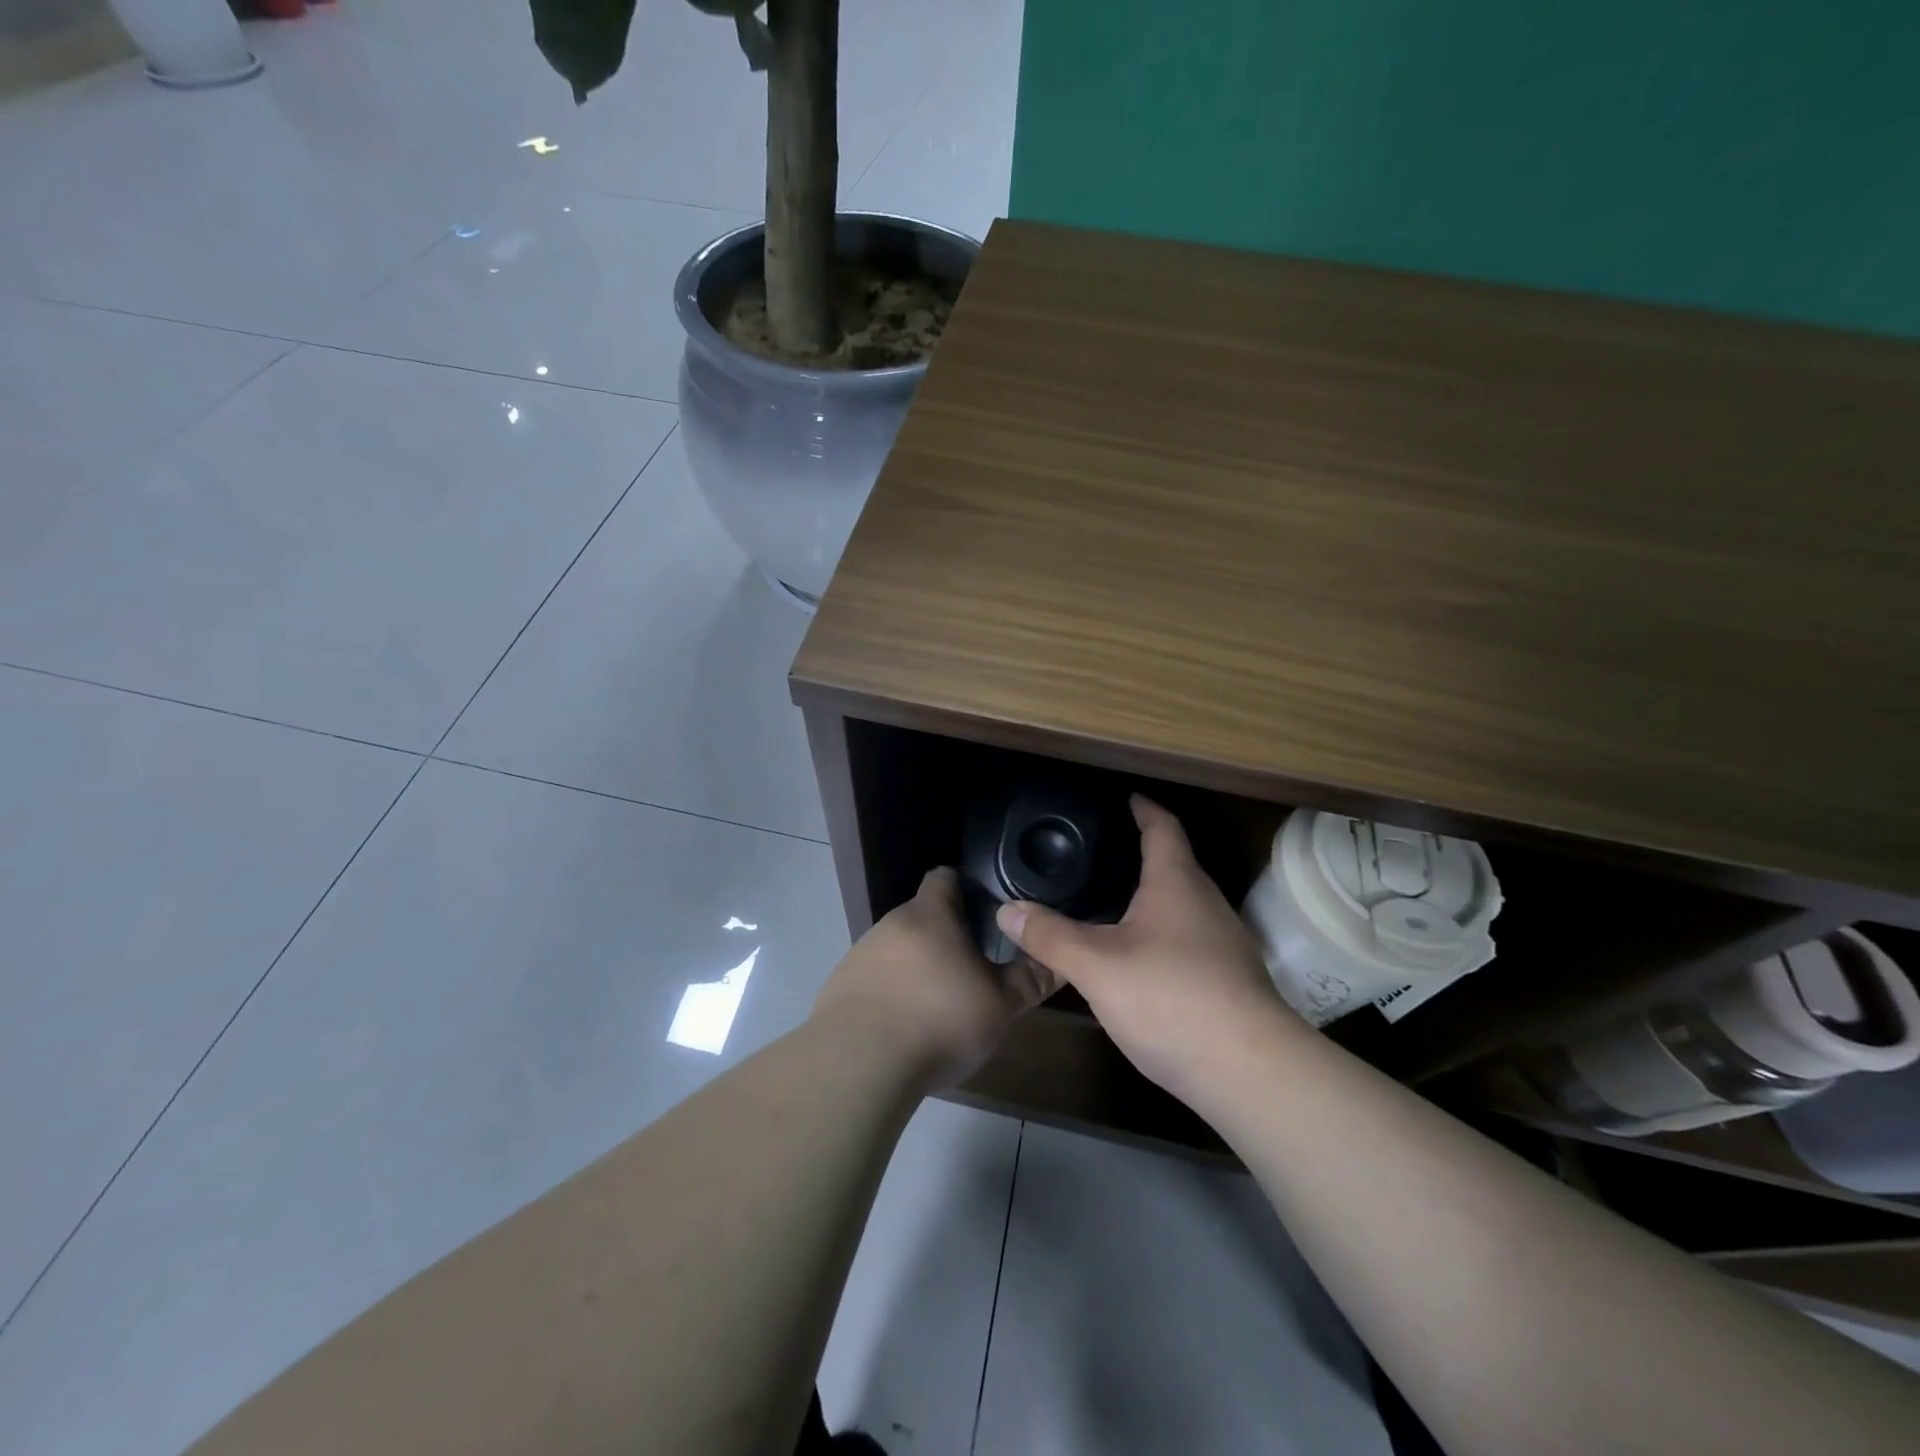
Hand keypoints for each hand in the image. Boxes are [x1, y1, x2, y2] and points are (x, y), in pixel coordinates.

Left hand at [812, 867, 1057, 1090]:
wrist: (858, 1064)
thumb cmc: (939, 1020)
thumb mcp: (999, 1005)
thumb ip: (1030, 979)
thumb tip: (1059, 961)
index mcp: (930, 914)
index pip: (946, 877)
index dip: (967, 887)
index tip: (988, 910)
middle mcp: (890, 923)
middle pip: (923, 916)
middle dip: (947, 936)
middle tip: (974, 967)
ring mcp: (860, 955)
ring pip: (898, 949)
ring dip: (918, 967)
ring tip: (940, 1004)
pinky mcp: (840, 987)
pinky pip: (874, 979)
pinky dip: (892, 993)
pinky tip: (904, 1028)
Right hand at [994, 796, 1297, 1101]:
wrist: (1250, 1072)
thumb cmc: (1171, 998)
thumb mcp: (1097, 966)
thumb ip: (1051, 936)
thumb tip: (1007, 910)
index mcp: (1177, 883)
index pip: (1163, 828)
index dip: (1144, 809)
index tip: (1127, 797)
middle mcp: (1207, 903)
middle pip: (1176, 865)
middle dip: (1143, 855)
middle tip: (1102, 853)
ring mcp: (1225, 943)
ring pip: (1183, 905)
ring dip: (1153, 897)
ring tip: (1113, 902)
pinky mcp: (1230, 980)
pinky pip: (1189, 939)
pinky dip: (1162, 933)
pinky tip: (1139, 957)